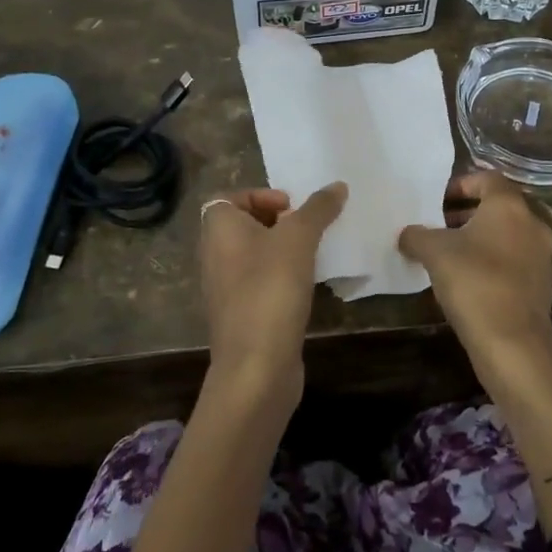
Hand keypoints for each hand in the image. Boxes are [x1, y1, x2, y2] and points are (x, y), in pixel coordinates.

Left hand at [199, 183, 346, 408]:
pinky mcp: (240, 315)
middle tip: (307, 230)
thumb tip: (337, 185)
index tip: (291, 208)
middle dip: (277, 223)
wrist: (256, 365)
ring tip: (312, 255)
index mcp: (218, 230)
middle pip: (243, 226)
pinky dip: (280, 278)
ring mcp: (225, 288)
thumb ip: (318, 209)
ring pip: (253, 256)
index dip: (260, 196)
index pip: (228, 198)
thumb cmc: (271, 289)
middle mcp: (214, 255)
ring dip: (282, 251)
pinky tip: (305, 287)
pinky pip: (260, 283)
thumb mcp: (298, 239)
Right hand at [398, 172, 551, 406]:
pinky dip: (492, 259)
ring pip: (507, 234)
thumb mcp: (434, 253)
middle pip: (498, 206)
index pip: (487, 178)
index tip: (437, 201)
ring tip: (449, 254)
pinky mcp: (542, 283)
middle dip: (466, 213)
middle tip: (438, 226)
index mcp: (510, 206)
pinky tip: (468, 279)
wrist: (512, 343)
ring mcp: (541, 255)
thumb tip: (408, 234)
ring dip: (479, 237)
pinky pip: (513, 259)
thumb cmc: (473, 283)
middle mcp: (532, 223)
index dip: (460, 184)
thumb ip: (417, 235)